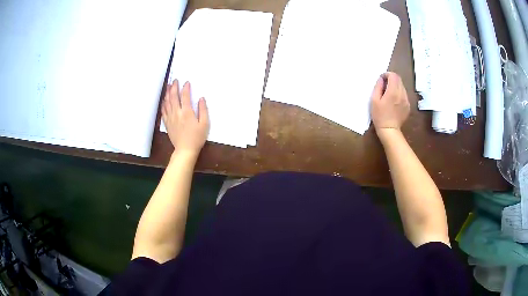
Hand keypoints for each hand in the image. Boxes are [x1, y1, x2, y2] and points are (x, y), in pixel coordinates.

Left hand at [162, 80, 208, 157]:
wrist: (185, 150)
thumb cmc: (197, 137)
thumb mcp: (205, 124)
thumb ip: (203, 110)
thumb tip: (201, 98)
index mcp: (187, 112)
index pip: (185, 96)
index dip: (185, 88)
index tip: (187, 82)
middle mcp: (177, 113)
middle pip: (173, 96)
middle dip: (174, 87)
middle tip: (175, 80)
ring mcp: (170, 118)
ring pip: (167, 102)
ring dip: (167, 93)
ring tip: (168, 86)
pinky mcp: (167, 123)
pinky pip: (163, 111)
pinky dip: (163, 104)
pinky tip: (164, 100)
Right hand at [370, 72, 409, 133]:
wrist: (389, 130)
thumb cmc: (379, 115)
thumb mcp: (374, 100)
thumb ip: (378, 87)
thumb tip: (381, 79)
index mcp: (393, 92)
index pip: (393, 76)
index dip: (387, 74)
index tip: (382, 79)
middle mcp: (402, 94)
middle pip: (399, 79)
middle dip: (391, 79)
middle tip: (384, 85)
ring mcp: (406, 100)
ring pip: (402, 86)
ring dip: (395, 86)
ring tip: (389, 93)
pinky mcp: (408, 105)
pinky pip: (404, 94)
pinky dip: (399, 93)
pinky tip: (394, 101)